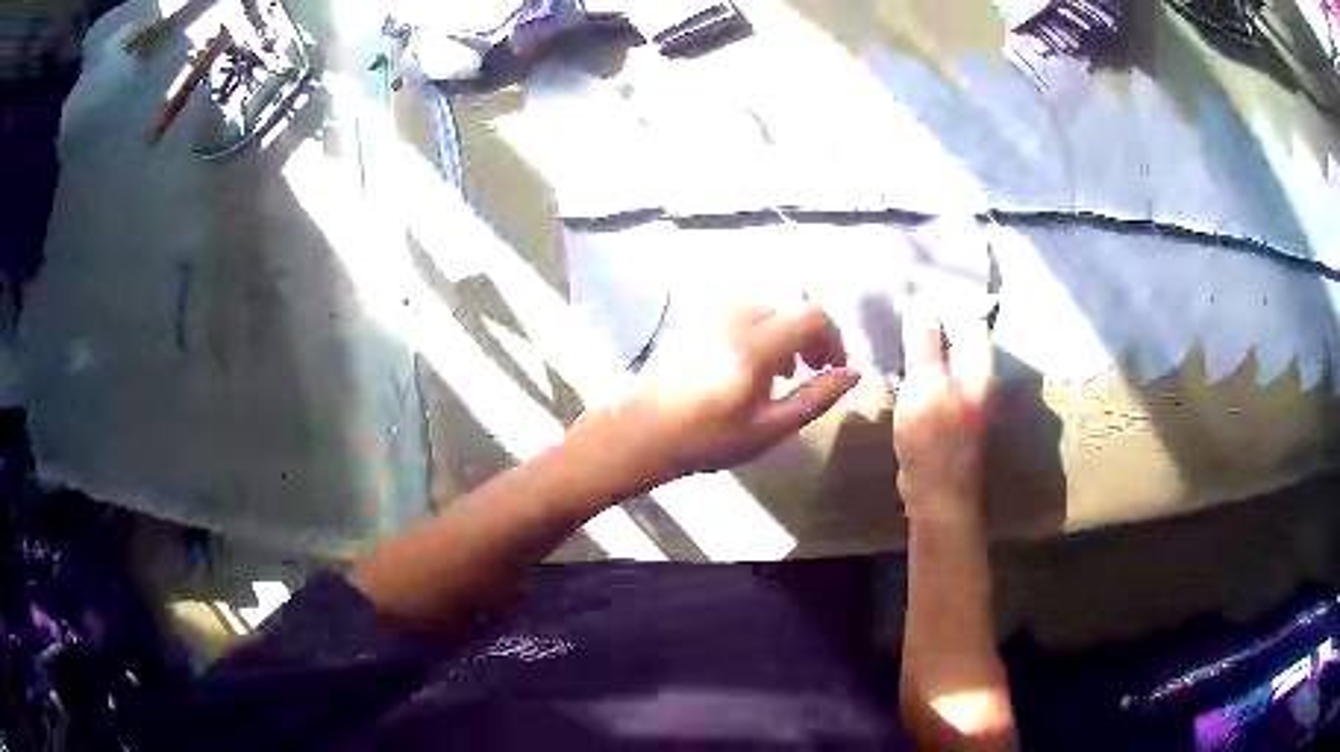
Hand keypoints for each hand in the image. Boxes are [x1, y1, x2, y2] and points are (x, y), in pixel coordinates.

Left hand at [586, 301, 859, 486]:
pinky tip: (751, 366)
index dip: (834, 339)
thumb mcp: (770, 428)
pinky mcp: (697, 323)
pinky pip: (742, 313)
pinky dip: (761, 330)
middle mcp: (736, 318)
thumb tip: (853, 375)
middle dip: (811, 336)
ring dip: (785, 332)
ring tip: (783, 372)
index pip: (814, 316)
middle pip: (791, 307)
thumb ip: (816, 398)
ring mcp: (713, 316)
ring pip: (767, 308)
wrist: (641, 433)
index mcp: (757, 343)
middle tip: (813, 371)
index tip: (834, 369)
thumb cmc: (707, 439)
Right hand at [893, 298, 992, 524]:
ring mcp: (960, 390)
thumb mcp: (926, 386)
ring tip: (890, 317)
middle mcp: (975, 372)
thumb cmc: (934, 440)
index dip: (942, 294)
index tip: (912, 278)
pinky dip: (915, 360)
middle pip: (953, 331)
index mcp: (978, 363)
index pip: (966, 313)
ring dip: (919, 337)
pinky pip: (930, 372)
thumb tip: (921, 300)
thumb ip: (925, 343)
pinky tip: (893, 354)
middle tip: (894, 295)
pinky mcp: (943, 406)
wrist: (936, 495)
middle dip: (928, 313)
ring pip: (940, 352)